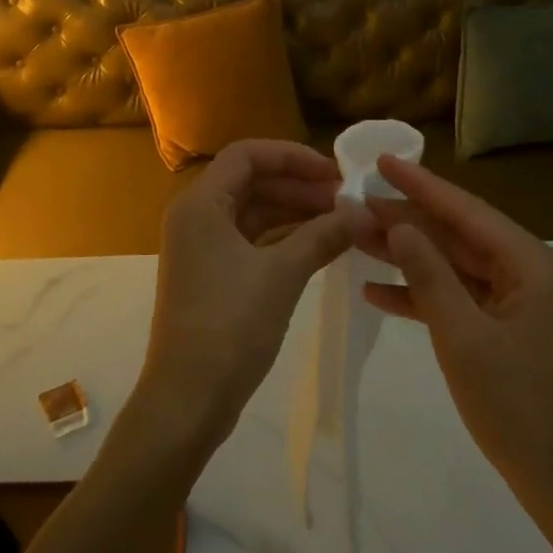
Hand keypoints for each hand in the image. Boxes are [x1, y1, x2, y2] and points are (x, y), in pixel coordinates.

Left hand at [136, 140, 359, 454]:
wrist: (189, 397)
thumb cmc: (230, 326)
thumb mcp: (282, 275)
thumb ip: (322, 235)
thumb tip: (363, 212)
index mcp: (201, 204)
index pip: (247, 155)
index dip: (292, 156)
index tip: (335, 172)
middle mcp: (196, 216)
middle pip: (250, 181)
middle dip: (298, 185)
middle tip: (346, 199)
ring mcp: (202, 247)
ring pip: (253, 212)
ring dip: (294, 212)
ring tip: (341, 221)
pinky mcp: (211, 274)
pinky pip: (250, 240)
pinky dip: (283, 238)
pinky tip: (319, 245)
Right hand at [354, 156, 552, 544]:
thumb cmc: (522, 412)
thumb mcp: (465, 339)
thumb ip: (429, 276)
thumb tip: (400, 224)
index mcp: (535, 267)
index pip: (468, 212)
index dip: (421, 185)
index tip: (381, 161)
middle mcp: (534, 275)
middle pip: (461, 237)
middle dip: (408, 222)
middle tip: (356, 204)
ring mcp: (525, 306)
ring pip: (458, 268)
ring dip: (410, 258)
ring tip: (357, 240)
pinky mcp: (515, 333)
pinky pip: (465, 301)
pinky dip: (426, 297)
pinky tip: (379, 293)